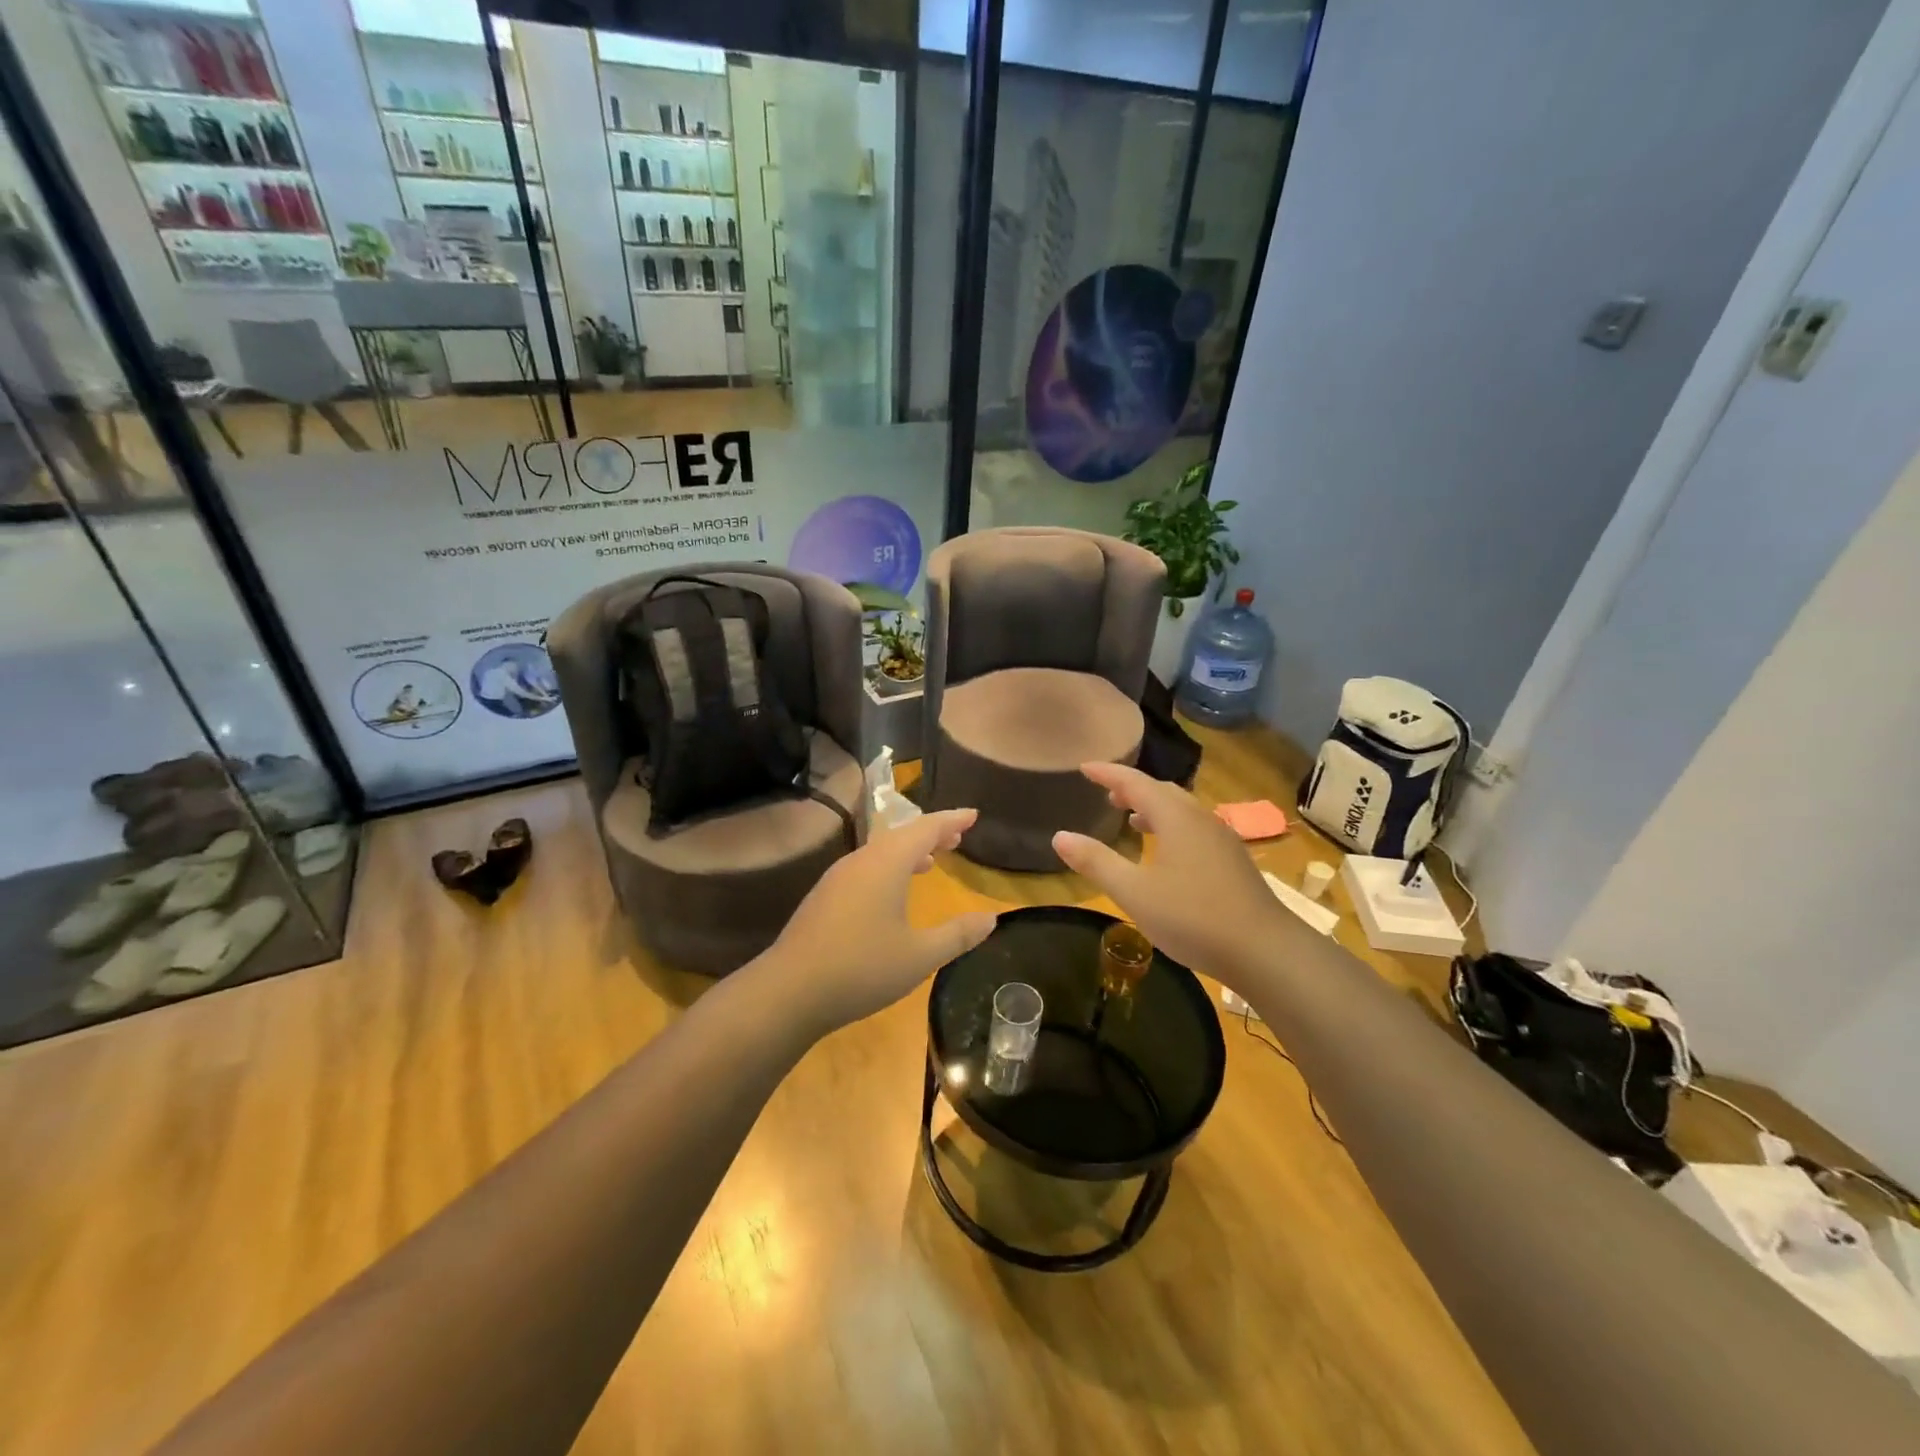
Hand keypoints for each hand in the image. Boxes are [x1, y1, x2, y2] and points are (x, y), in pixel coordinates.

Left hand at [759, 808, 996, 1037]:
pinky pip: (865, 867)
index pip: (925, 828)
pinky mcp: (824, 896)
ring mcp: (837, 878)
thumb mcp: (919, 956)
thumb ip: (957, 935)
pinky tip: (892, 892)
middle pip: (901, 835)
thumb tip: (991, 918)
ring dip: (908, 851)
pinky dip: (888, 867)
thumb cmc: (862, 969)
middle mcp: (861, 861)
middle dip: (931, 833)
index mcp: (886, 864)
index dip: (951, 820)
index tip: (973, 814)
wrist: (789, 991)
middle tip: (957, 836)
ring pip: (880, 851)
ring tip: (931, 861)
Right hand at [1053, 763, 1289, 982]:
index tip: (1085, 768)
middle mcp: (1200, 819)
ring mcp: (1222, 839)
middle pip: (1162, 792)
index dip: (1108, 773)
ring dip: (1154, 809)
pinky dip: (1172, 828)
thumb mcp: (1134, 892)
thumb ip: (1096, 862)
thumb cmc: (1193, 917)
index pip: (1135, 783)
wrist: (1265, 950)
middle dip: (1132, 789)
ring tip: (1132, 821)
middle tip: (1107, 795)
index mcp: (1175, 817)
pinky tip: (1167, 855)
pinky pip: (1195, 829)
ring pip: (1182, 811)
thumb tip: (1060, 836)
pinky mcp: (1233, 861)